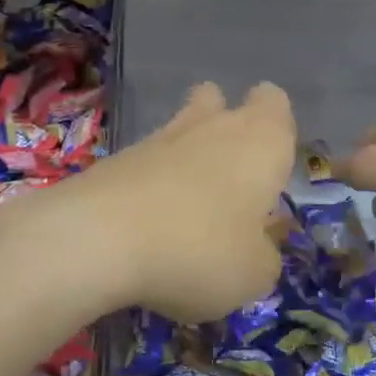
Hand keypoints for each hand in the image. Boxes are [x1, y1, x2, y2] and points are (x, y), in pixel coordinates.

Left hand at [50, 81, 295, 324]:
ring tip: (189, 208)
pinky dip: (153, 183)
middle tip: (229, 183)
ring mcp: (161, 136)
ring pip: (181, 126)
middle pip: (219, 101)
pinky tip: (150, 224)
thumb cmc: (201, 250)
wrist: (100, 237)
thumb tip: (256, 244)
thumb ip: (264, 254)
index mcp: (262, 140)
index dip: (275, 127)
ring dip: (187, 155)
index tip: (270, 168)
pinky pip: (148, 160)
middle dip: (224, 129)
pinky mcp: (119, 157)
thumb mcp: (254, 274)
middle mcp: (214, 125)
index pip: (274, 102)